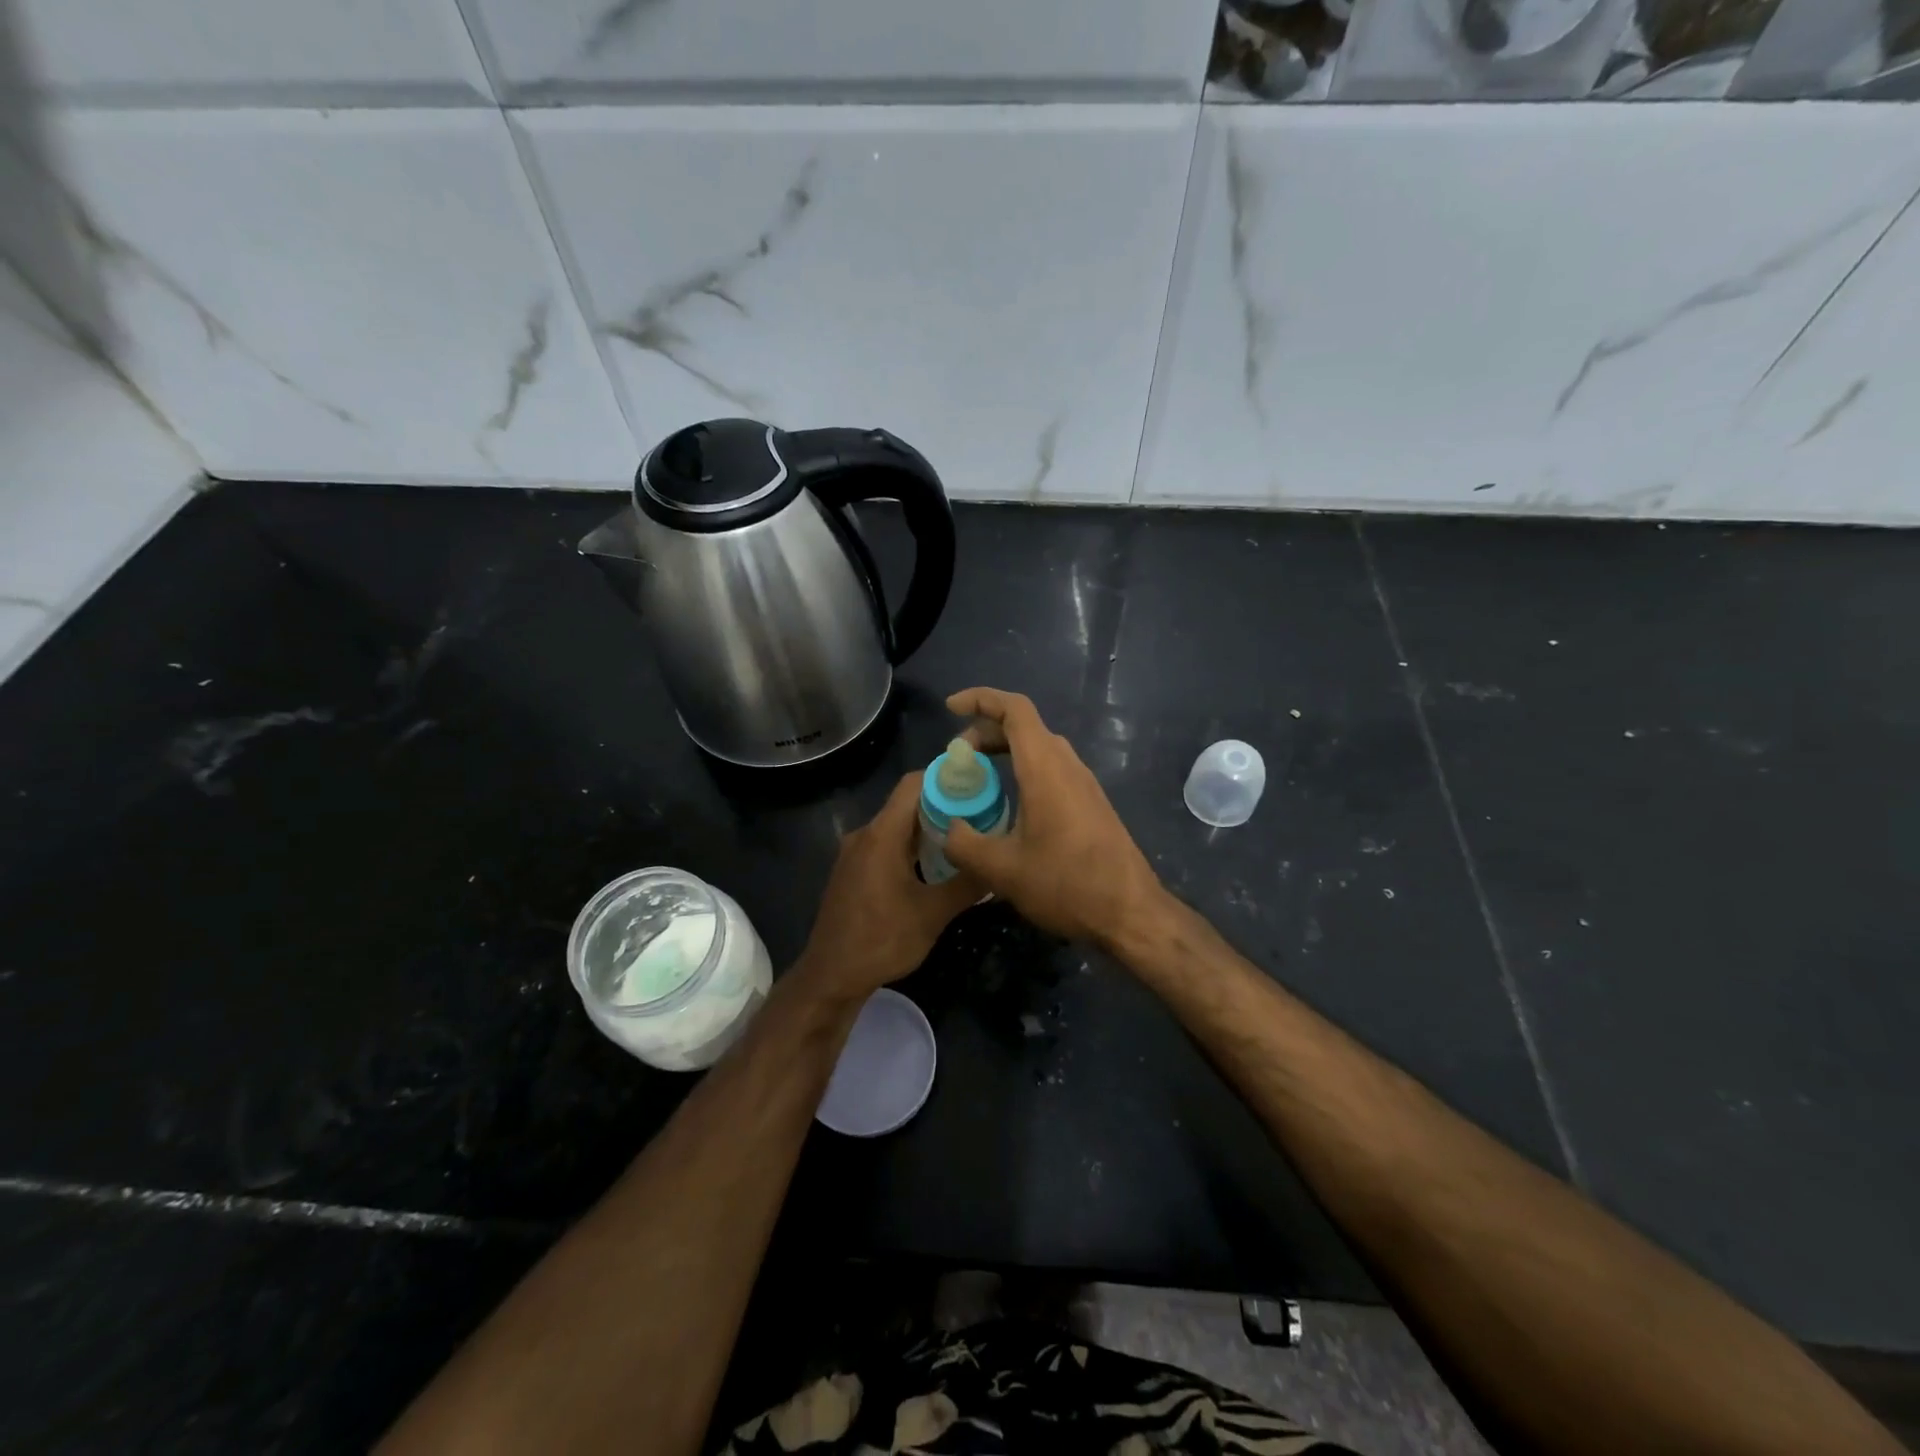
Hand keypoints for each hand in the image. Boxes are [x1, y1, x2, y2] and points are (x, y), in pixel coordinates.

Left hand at [795, 773, 982, 1003]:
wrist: (830, 976)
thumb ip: (967, 884)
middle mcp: (865, 834)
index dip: (946, 778)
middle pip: (907, 803)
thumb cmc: (882, 941)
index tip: (978, 784)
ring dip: (928, 829)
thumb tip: (999, 864)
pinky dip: (911, 846)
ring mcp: (855, 853)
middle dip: (944, 804)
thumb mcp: (933, 914)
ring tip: (964, 839)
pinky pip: (886, 844)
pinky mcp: (852, 870)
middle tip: (981, 815)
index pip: (914, 784)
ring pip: (897, 826)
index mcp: (882, 834)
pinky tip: (934, 866)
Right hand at [942, 687, 1166, 950]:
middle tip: (957, 758)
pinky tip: (1010, 804)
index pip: (1014, 709)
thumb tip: (949, 829)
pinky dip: (1023, 770)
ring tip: (978, 778)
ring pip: (1040, 748)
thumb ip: (964, 844)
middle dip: (985, 731)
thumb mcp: (1002, 870)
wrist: (1130, 912)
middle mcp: (1067, 765)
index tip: (950, 708)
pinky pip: (1052, 769)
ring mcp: (1084, 783)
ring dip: (1005, 751)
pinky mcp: (1091, 803)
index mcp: (1045, 768)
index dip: (980, 698)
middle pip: (1025, 727)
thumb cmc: (1066, 884)